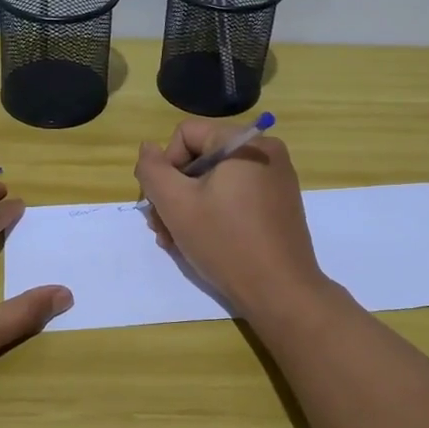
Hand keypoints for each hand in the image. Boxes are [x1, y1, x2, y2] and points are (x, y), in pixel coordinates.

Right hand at [134, 122, 329, 314]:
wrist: (281, 292)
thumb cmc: (225, 242)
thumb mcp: (175, 204)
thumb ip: (152, 170)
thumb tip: (148, 148)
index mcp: (244, 142)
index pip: (186, 135)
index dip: (165, 167)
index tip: (160, 205)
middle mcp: (265, 151)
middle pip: (200, 158)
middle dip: (174, 193)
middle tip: (162, 230)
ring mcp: (276, 178)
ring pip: (215, 181)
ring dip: (189, 207)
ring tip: (176, 241)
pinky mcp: (279, 204)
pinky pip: (236, 196)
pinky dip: (214, 213)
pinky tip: (202, 242)